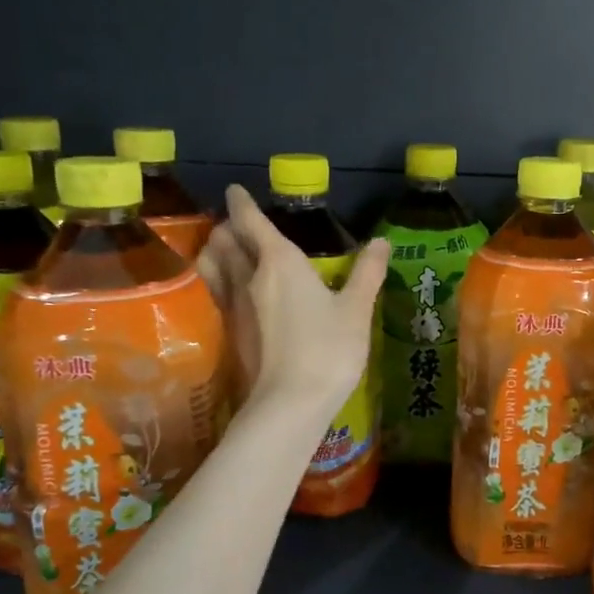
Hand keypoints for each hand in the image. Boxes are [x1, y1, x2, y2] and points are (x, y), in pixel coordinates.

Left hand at [197, 185, 389, 415]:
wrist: (290, 404)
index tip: (235, 190)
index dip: (242, 203)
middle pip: (224, 241)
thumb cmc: (328, 350)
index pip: (251, 222)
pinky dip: (218, 278)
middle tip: (238, 223)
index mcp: (279, 262)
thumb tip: (382, 241)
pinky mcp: (229, 332)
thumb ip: (367, 273)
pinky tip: (233, 289)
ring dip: (215, 250)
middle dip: (228, 226)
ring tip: (227, 250)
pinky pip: (215, 291)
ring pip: (211, 265)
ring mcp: (233, 306)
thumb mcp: (356, 310)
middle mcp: (248, 277)